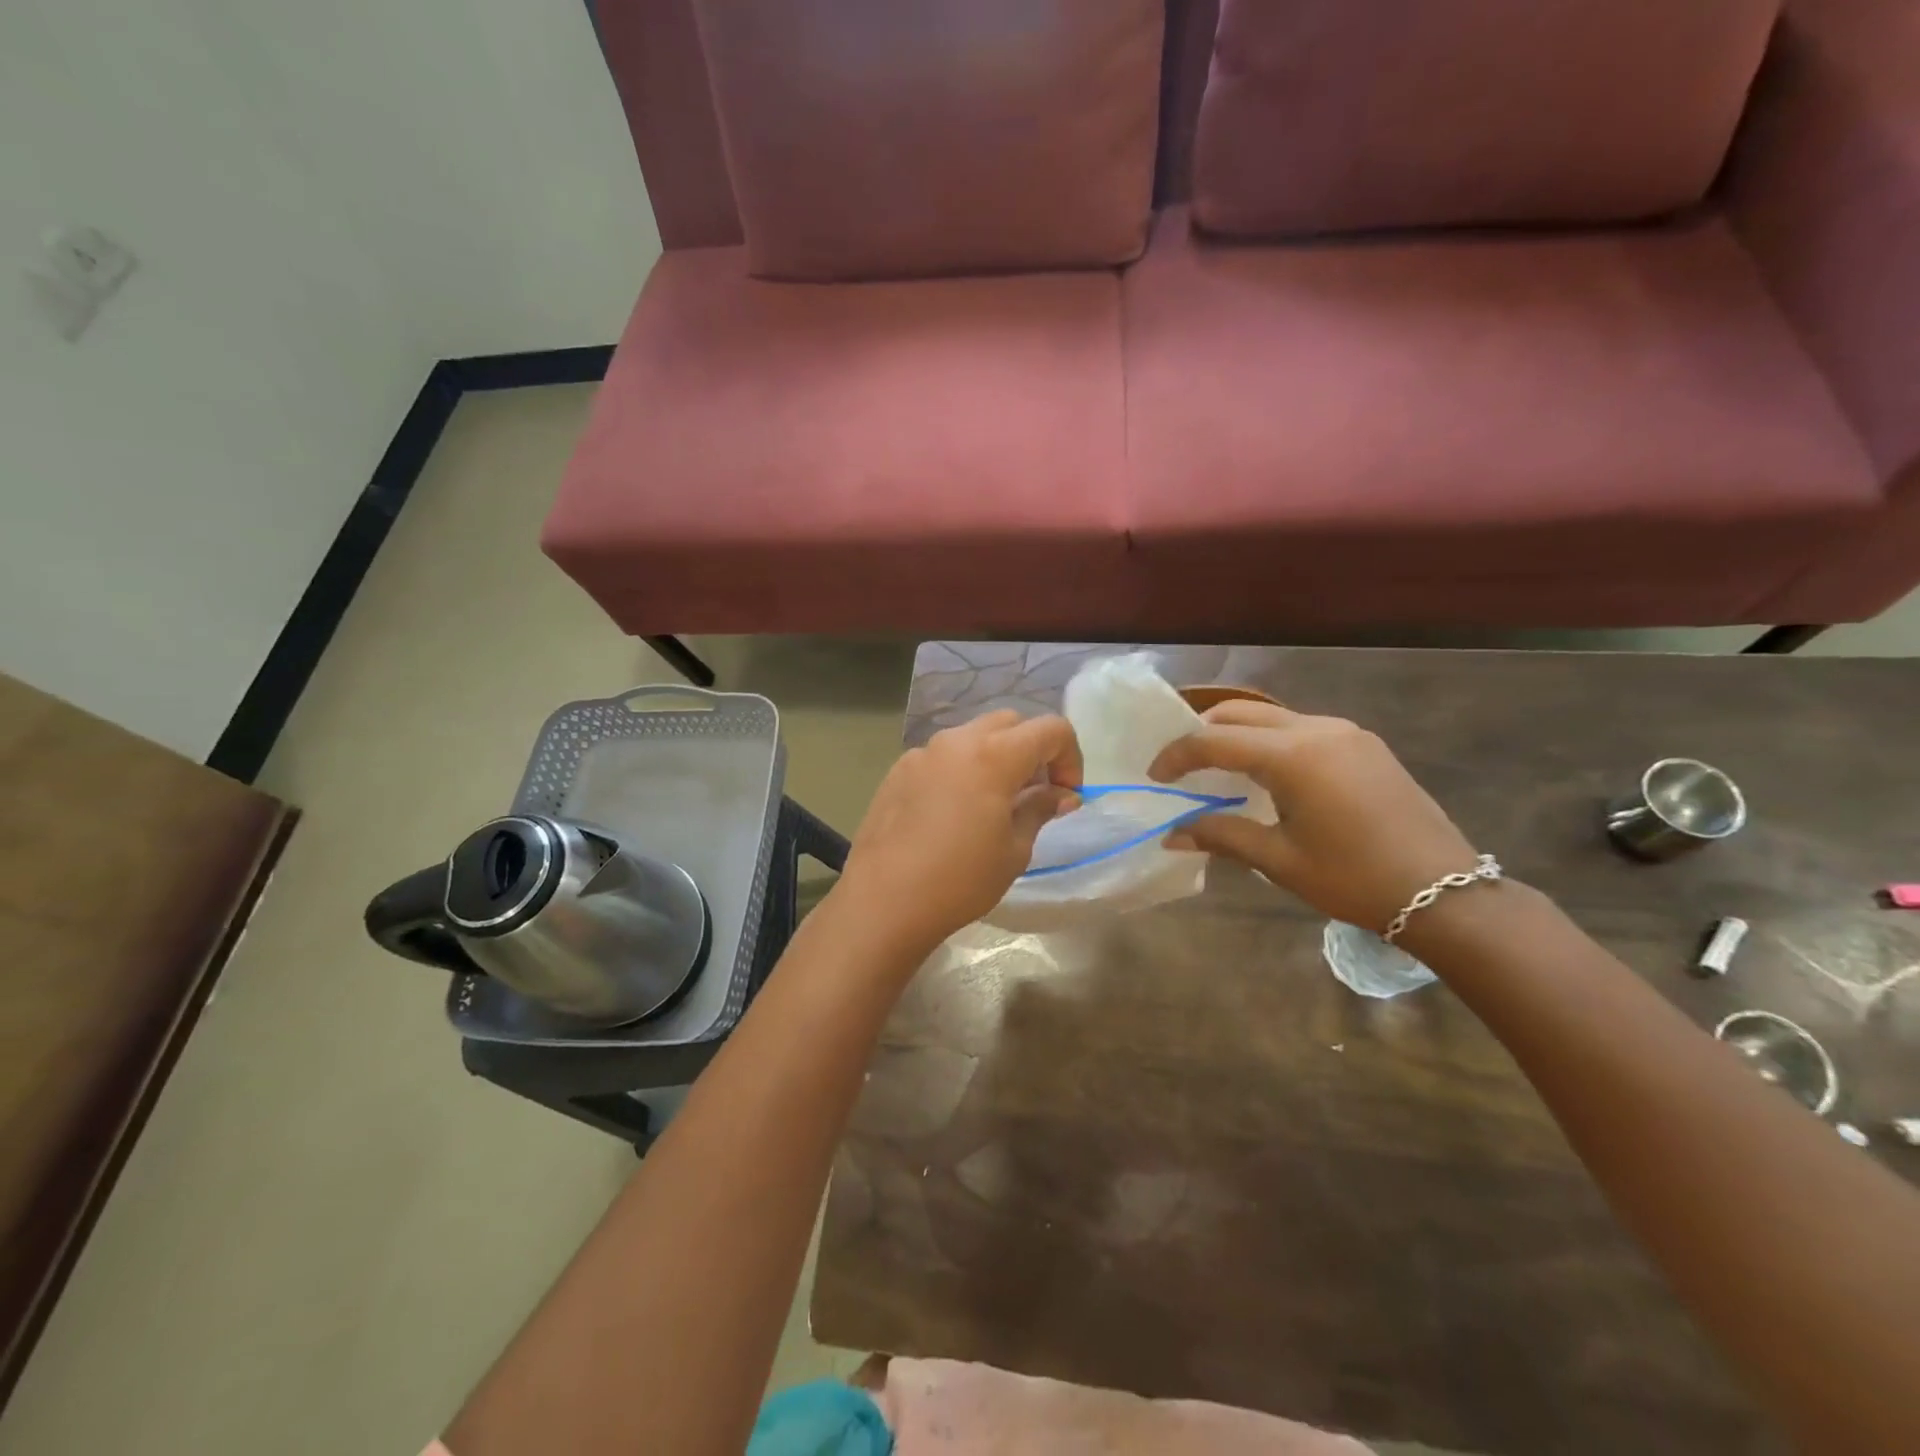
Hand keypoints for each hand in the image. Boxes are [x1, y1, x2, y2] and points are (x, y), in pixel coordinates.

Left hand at [836, 711, 1082, 955]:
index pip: (1051, 729)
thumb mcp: (1014, 849)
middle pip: (1010, 723)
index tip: (1066, 795)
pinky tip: (953, 812)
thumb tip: (1061, 795)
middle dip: (1032, 750)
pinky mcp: (898, 770)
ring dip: (995, 756)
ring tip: (994, 803)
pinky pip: (942, 756)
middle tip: (1034, 794)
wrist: (883, 901)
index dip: (1070, 757)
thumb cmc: (960, 879)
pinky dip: (961, 769)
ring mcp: (922, 753)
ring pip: (972, 736)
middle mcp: (957, 741)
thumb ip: (1039, 809)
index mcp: (994, 755)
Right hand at [1149, 700, 1477, 931]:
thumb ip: (1221, 836)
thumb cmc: (1353, 879)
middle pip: (1242, 712)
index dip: (1177, 755)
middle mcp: (1318, 729)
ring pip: (1273, 716)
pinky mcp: (1365, 745)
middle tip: (1181, 765)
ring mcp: (1347, 733)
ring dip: (1238, 735)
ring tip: (1219, 769)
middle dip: (1203, 732)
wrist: (1446, 893)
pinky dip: (1270, 741)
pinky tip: (1267, 775)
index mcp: (1294, 755)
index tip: (1155, 776)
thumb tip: (1171, 834)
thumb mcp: (1279, 860)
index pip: (1215, 741)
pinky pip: (1301, 729)